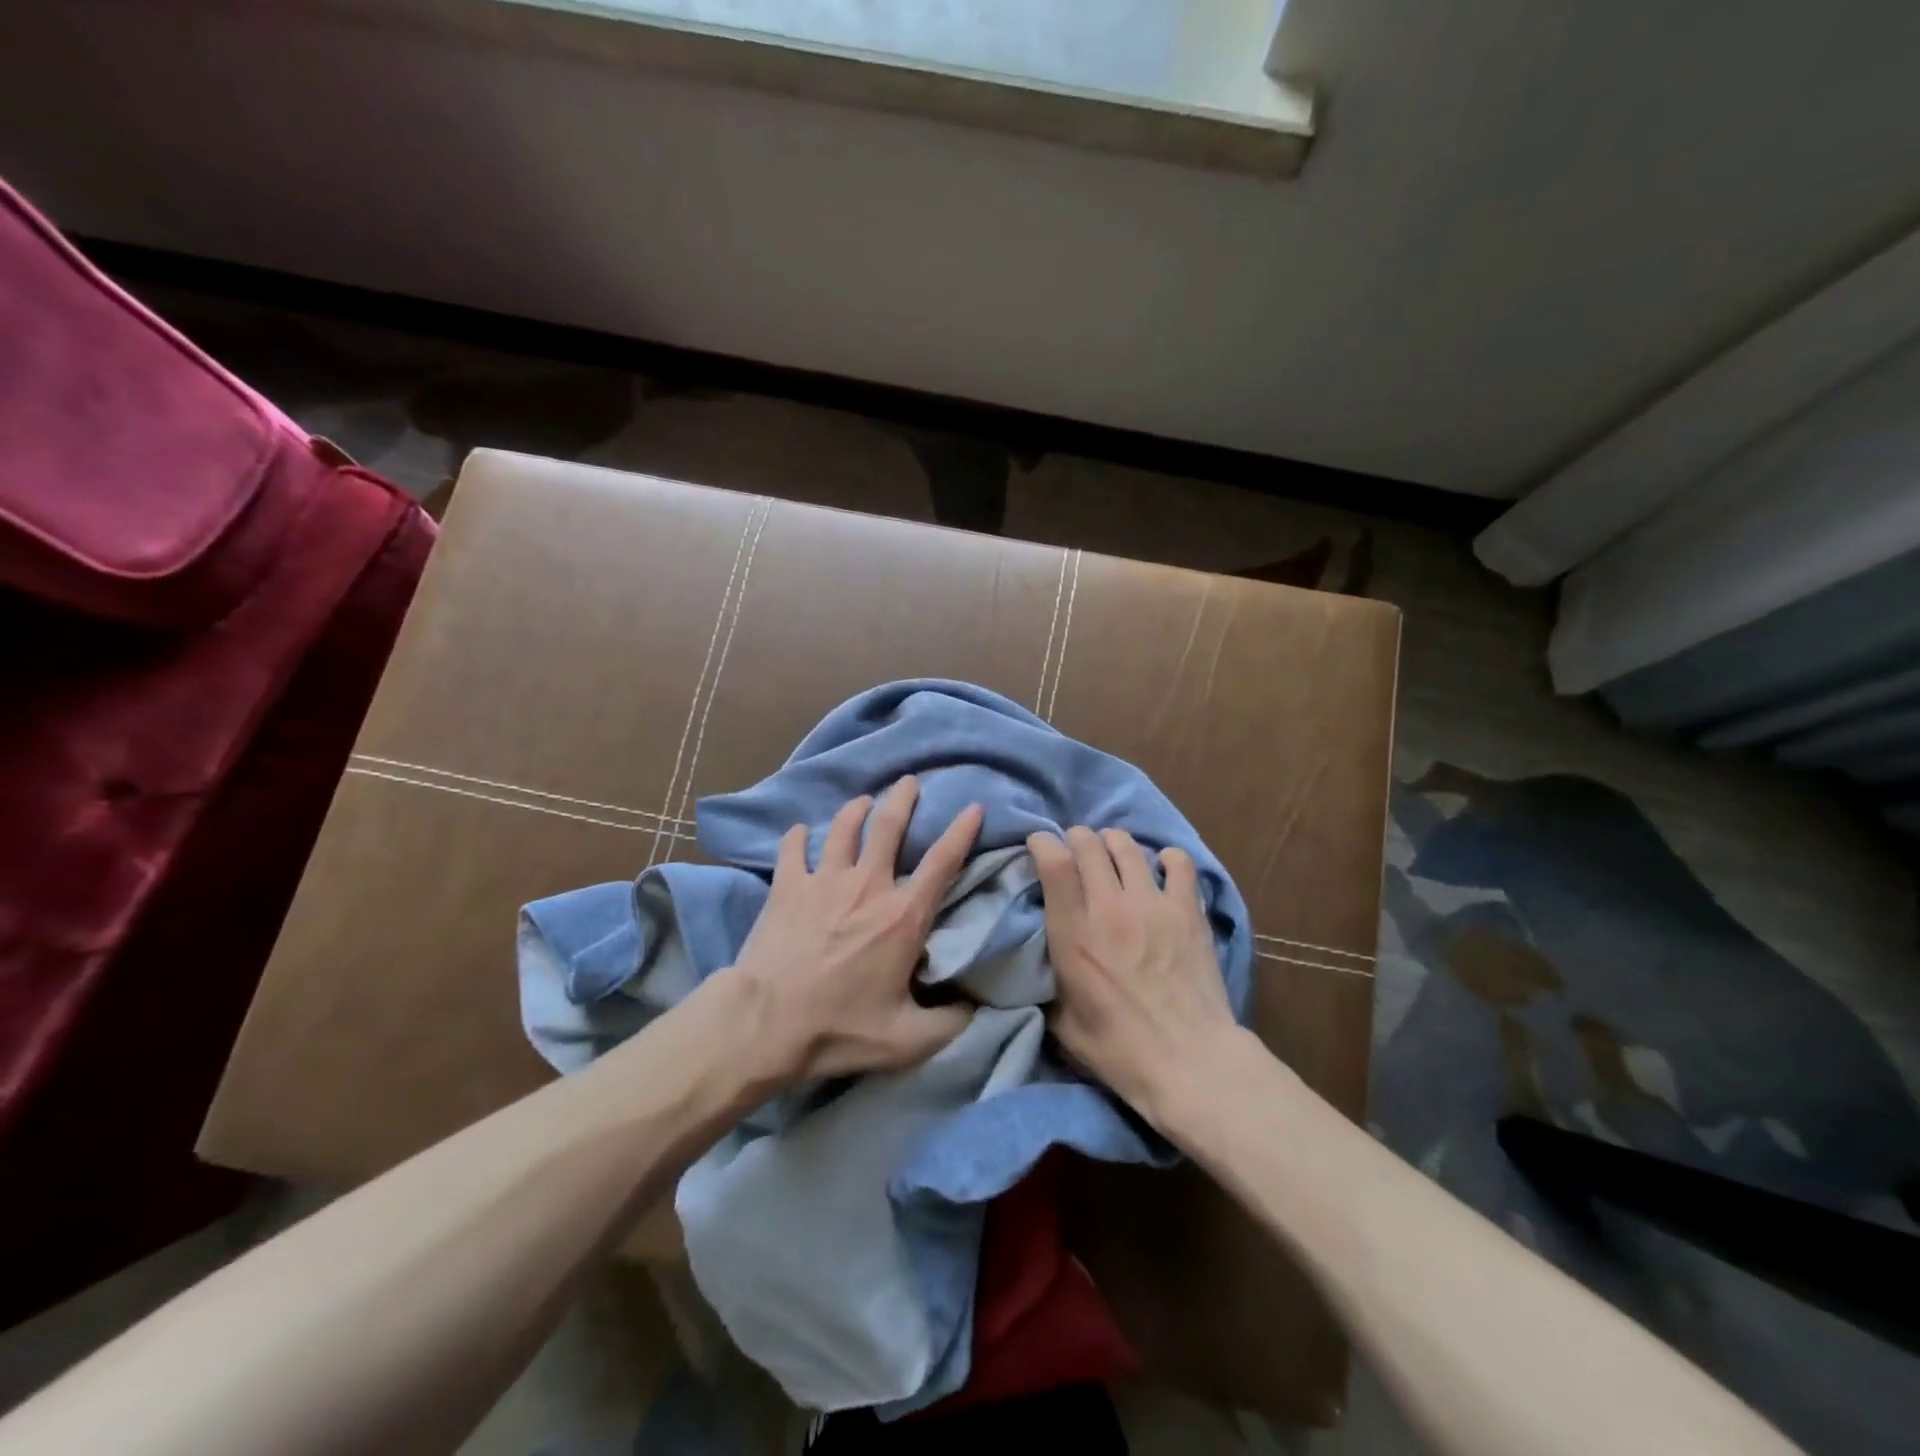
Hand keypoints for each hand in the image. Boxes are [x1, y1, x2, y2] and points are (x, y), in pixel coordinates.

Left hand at [731, 777, 982, 1082]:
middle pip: (888, 826)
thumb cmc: (839, 1028)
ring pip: (843, 827)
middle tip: (909, 781)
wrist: (766, 1023)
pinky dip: (797, 836)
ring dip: (856, 809)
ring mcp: (823, 880)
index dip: (962, 831)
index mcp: (903, 916)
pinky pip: (792, 847)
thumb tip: (976, 1008)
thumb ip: (950, 1023)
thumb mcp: (907, 1040)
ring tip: (863, 801)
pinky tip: (799, 832)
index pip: (942, 862)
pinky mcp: (787, 885)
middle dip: (903, 798)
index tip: (973, 807)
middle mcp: (867, 885)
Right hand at [1028, 826, 1239, 1126]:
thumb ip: (1047, 980)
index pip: (1055, 863)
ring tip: (1112, 852)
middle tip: (1076, 849)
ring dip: (1113, 843)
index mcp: (1074, 934)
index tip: (1039, 844)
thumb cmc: (1118, 1050)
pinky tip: (1161, 867)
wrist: (1189, 1062)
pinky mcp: (1187, 911)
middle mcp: (1110, 908)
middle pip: (1089, 844)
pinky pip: (1178, 863)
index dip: (1043, 843)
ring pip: (1127, 847)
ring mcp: (1152, 905)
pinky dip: (1166, 858)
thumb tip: (1039, 960)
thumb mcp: (1061, 1021)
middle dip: (1077, 838)